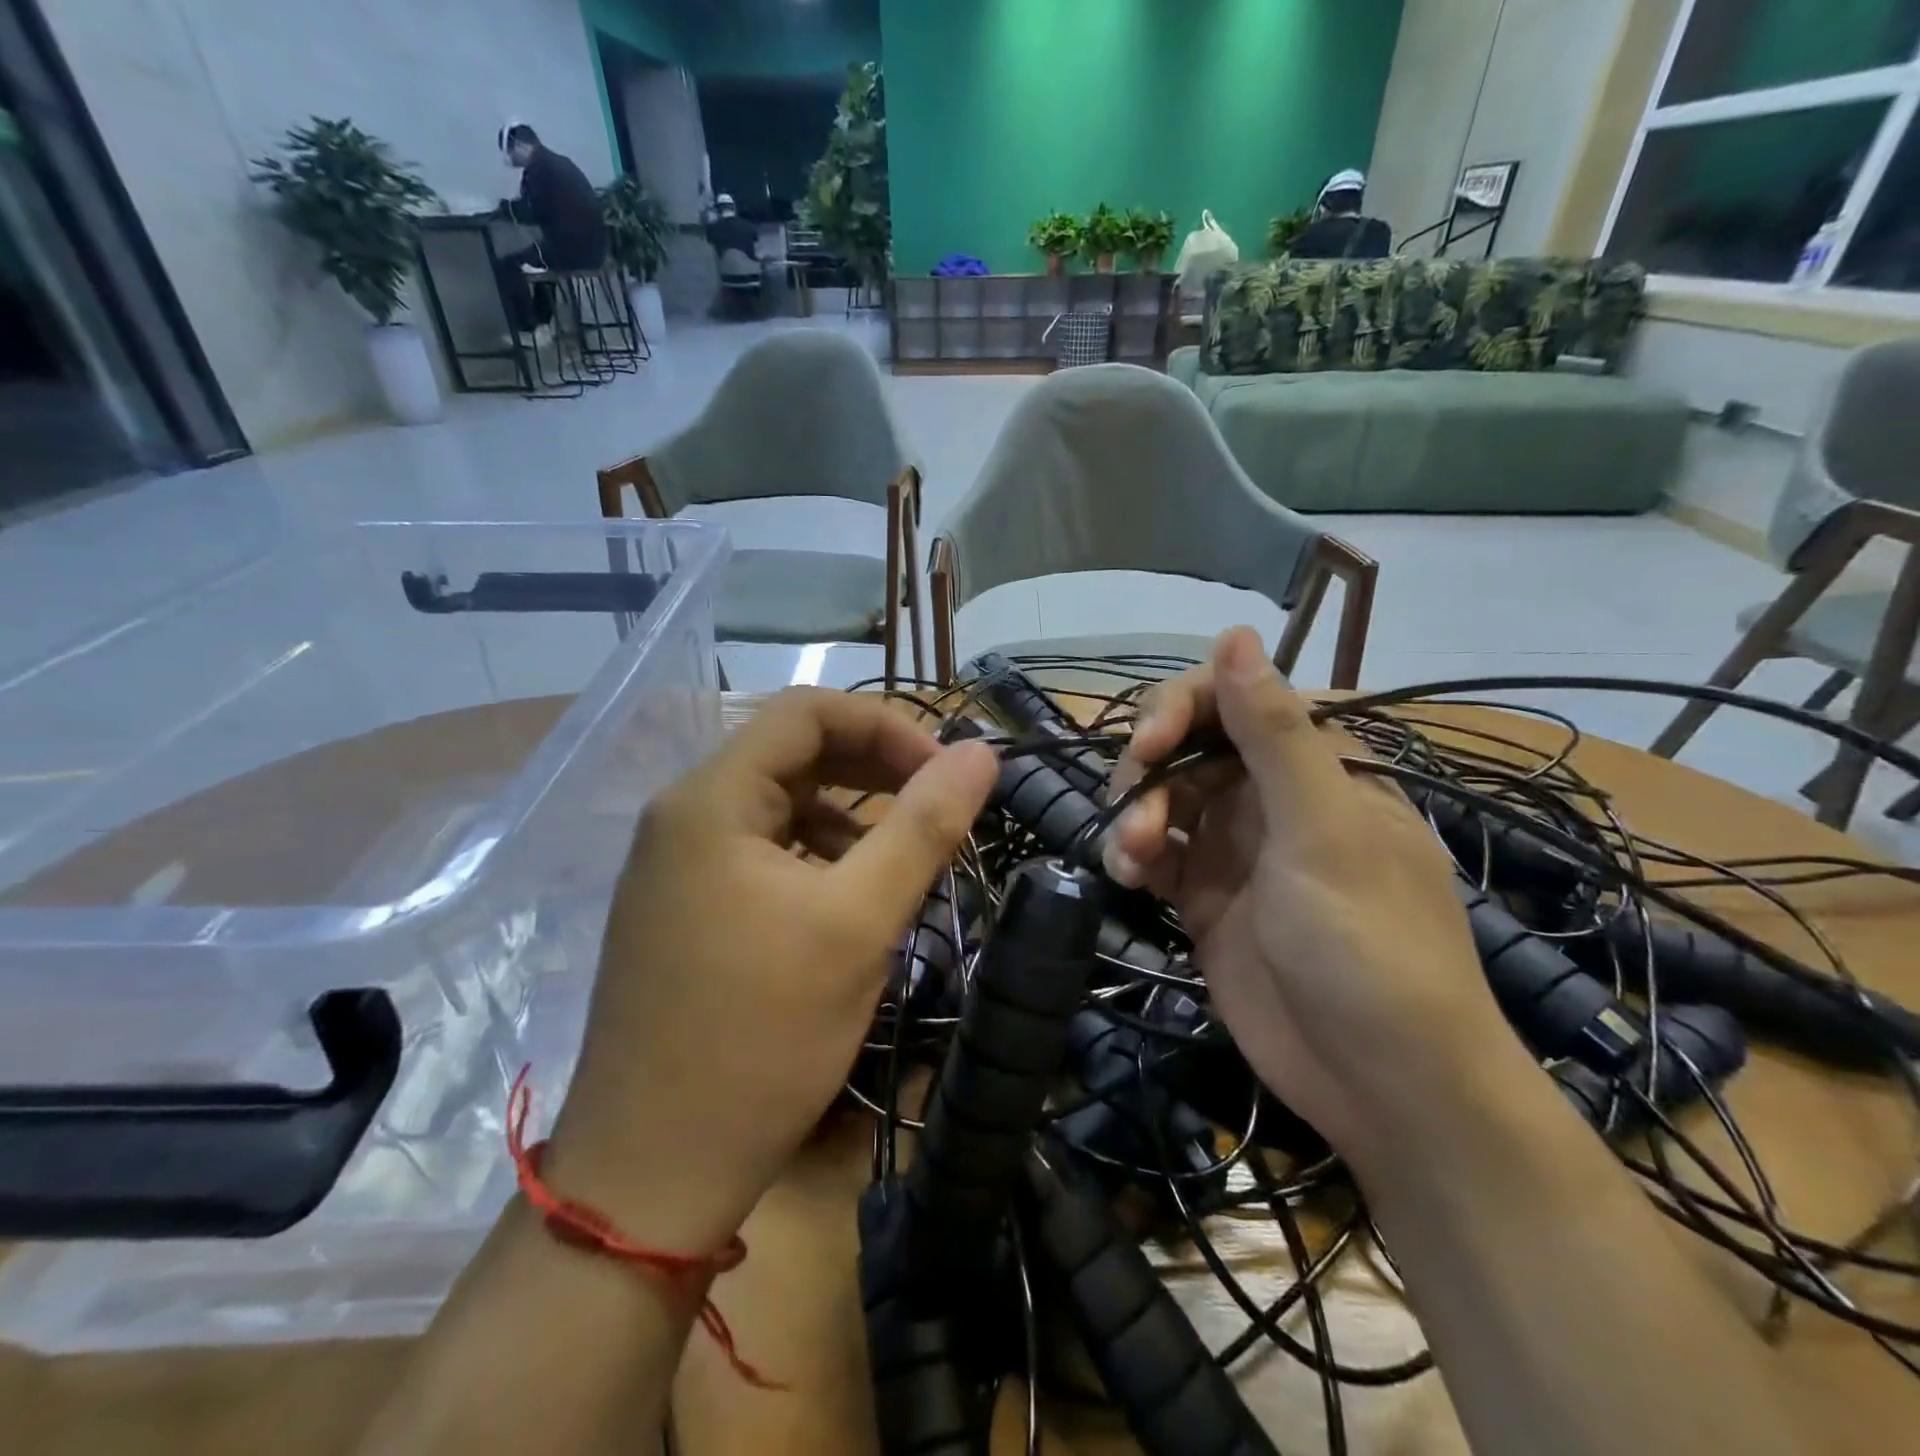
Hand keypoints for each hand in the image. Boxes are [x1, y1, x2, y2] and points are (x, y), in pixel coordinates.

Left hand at [546, 689, 998, 1252]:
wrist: (652, 1175)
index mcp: (710, 799)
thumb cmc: (761, 1037)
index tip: (944, 773)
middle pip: (790, 752)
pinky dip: (814, 855)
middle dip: (872, 768)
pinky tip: (847, 898)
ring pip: (777, 804)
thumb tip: (981, 753)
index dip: (886, 726)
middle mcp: (682, 815)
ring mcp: (674, 865)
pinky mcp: (682, 909)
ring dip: (847, 814)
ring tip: (901, 857)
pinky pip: (759, 851)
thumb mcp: (859, 923)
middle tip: (937, 805)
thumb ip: (924, 826)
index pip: (806, 711)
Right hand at [1104, 627, 1534, 1169]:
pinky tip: (1125, 876)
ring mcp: (1236, 846)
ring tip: (1129, 857)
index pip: (1237, 700)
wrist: (1381, 1085)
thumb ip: (1275, 733)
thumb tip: (1235, 633)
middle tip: (1131, 808)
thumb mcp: (1323, 831)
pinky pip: (1155, 850)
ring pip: (1163, 797)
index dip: (1182, 709)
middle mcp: (1274, 796)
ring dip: (1134, 814)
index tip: (1148, 745)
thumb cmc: (1368, 946)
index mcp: (1320, 765)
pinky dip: (1132, 854)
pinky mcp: (1205, 895)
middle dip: (1150, 769)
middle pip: (1189, 746)